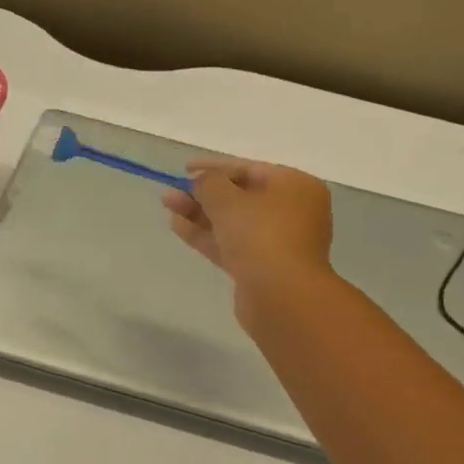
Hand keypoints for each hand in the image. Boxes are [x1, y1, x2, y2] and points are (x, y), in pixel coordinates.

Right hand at [162, 159, 335, 311]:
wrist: (281, 297)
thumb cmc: (261, 236)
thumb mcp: (228, 200)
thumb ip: (209, 183)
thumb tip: (201, 181)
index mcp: (296, 187)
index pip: (251, 169)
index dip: (215, 167)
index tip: (185, 168)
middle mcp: (292, 212)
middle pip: (241, 197)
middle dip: (204, 193)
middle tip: (172, 191)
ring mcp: (277, 243)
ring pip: (233, 222)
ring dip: (200, 213)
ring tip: (168, 204)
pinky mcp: (261, 268)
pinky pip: (231, 244)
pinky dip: (206, 235)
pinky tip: (178, 225)